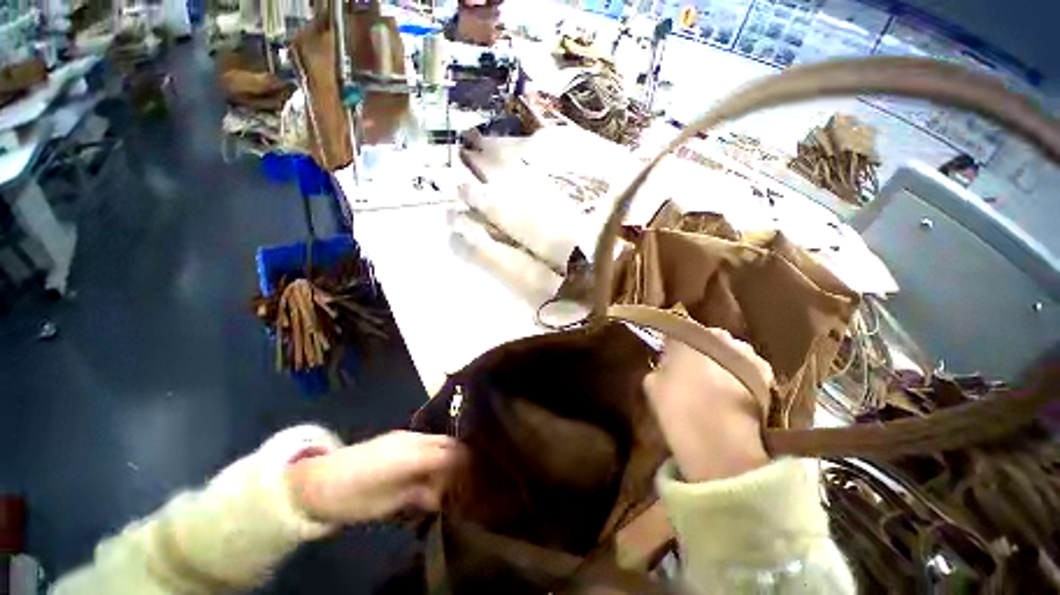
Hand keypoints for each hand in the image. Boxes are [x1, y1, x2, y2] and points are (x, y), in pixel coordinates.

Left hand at [287, 431, 462, 523]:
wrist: (316, 482)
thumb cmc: (352, 498)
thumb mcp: (387, 504)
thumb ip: (419, 494)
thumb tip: (443, 495)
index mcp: (411, 455)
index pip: (449, 454)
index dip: (466, 465)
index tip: (477, 479)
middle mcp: (412, 440)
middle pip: (448, 443)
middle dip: (462, 458)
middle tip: (468, 478)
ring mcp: (405, 437)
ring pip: (439, 441)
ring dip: (449, 456)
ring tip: (451, 478)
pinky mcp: (398, 438)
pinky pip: (426, 441)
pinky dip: (436, 453)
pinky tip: (432, 470)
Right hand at [644, 330, 772, 481]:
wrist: (723, 444)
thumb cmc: (678, 408)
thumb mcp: (651, 384)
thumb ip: (659, 368)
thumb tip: (667, 366)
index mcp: (688, 335)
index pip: (676, 333)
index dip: (671, 348)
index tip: (668, 361)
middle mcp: (721, 336)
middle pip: (706, 341)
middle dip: (699, 354)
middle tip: (692, 376)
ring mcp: (749, 355)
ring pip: (730, 354)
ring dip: (723, 365)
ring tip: (717, 390)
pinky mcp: (769, 377)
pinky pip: (748, 372)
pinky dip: (741, 380)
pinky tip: (734, 400)